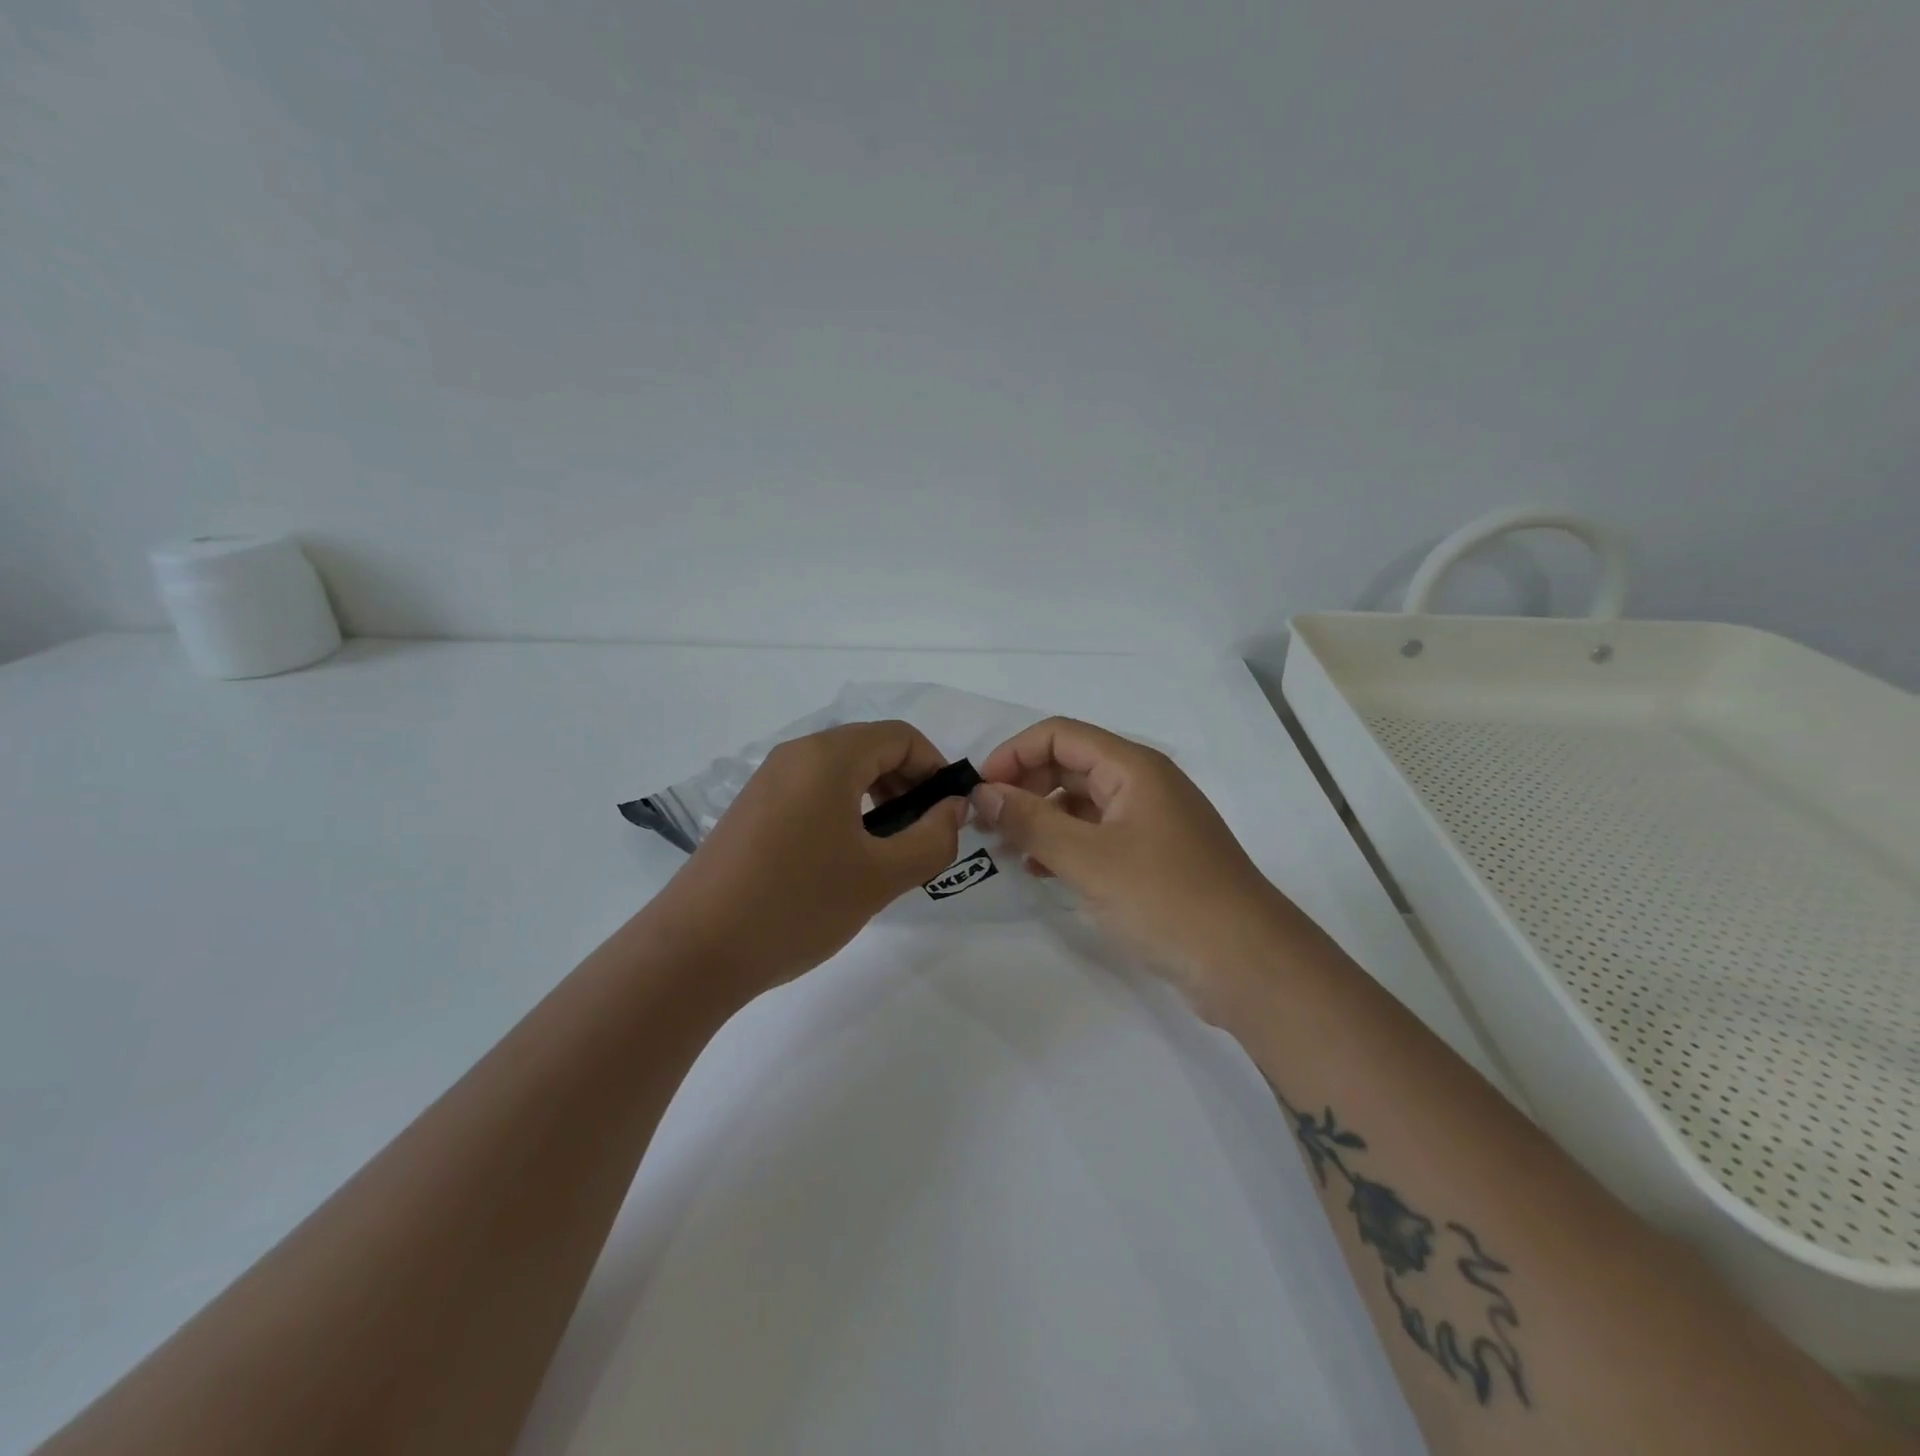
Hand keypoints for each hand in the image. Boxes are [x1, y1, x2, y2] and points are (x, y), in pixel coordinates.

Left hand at [650, 721, 968, 997]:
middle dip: (907, 785)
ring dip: (877, 800)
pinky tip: (845, 861)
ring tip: (887, 852)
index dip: (935, 768)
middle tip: (922, 836)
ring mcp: (768, 782)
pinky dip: (844, 812)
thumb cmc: (797, 904)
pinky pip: (812, 793)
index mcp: (828, 757)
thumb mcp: (880, 877)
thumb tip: (953, 810)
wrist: (694, 952)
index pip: (900, 737)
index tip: (949, 813)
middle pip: (870, 749)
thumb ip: (932, 839)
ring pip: (841, 773)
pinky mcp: (751, 811)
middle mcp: (795, 756)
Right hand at [974, 717, 1300, 1015]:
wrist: (1248, 964)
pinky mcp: (1154, 858)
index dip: (1014, 754)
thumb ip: (1031, 822)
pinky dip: (1066, 845)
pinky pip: (1098, 835)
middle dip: (1024, 787)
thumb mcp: (1089, 859)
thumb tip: (982, 792)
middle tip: (986, 824)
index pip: (1060, 735)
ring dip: (1041, 818)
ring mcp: (1151, 822)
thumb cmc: (1168, 899)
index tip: (980, 791)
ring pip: (1082, 803)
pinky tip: (1042, 870)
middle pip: (1070, 765)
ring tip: (1007, 850)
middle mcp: (1143, 784)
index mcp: (1134, 767)